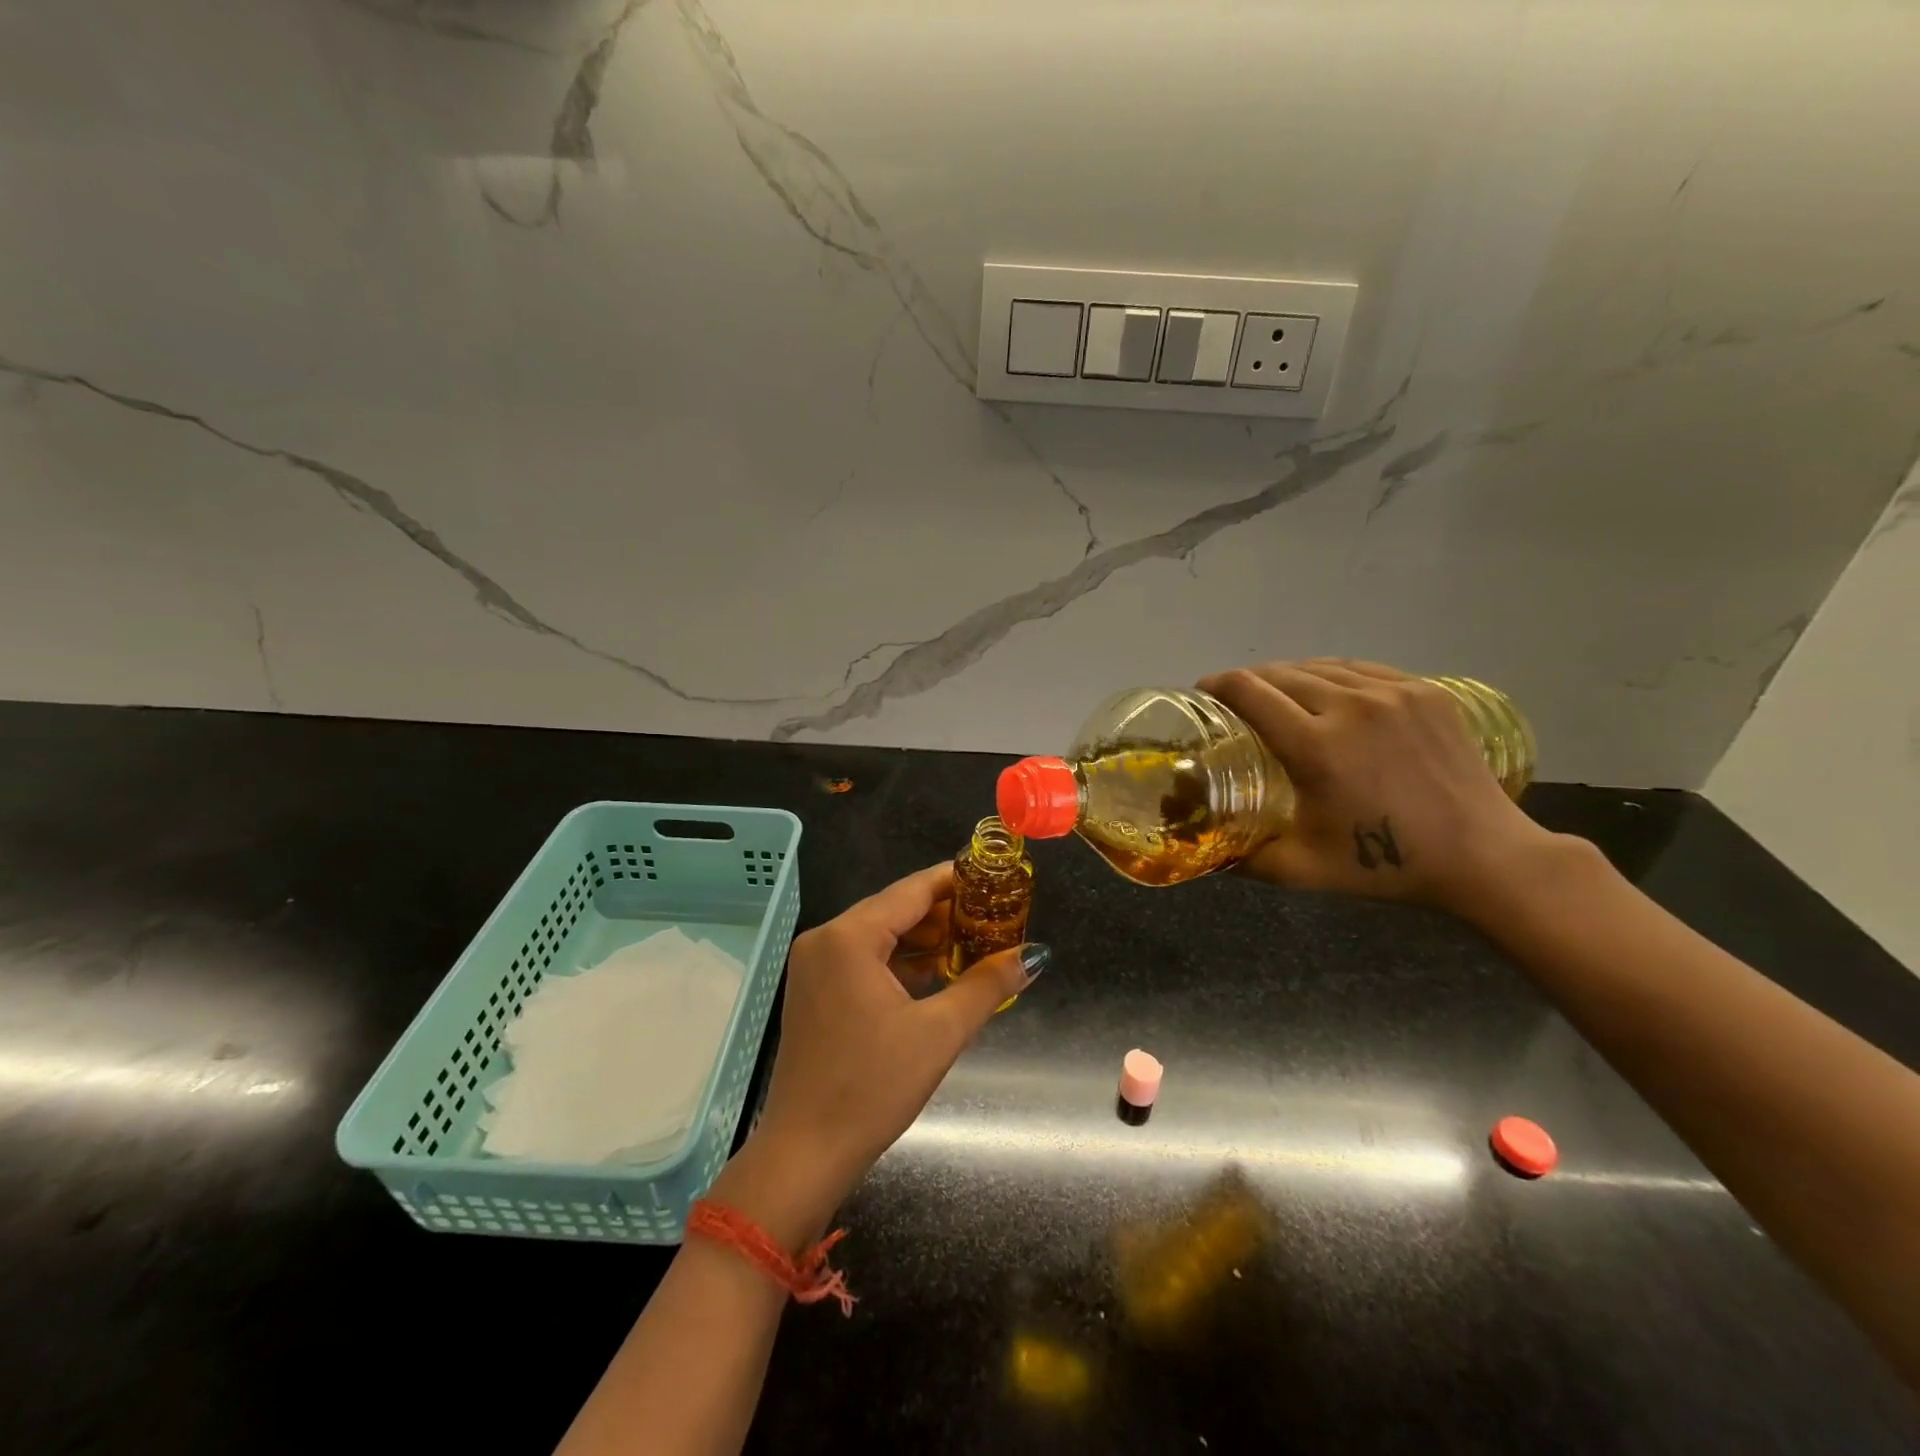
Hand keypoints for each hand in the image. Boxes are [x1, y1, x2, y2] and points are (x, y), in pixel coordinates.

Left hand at [709, 864, 1043, 1246]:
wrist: (805, 1153)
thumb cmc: (872, 1087)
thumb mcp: (939, 1033)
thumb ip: (987, 985)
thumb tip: (1034, 955)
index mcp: (849, 937)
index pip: (912, 890)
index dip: (956, 881)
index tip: (995, 879)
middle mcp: (826, 938)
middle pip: (895, 908)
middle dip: (944, 913)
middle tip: (993, 917)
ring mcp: (814, 964)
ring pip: (880, 934)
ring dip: (923, 939)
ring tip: (973, 943)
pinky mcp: (814, 989)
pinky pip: (864, 958)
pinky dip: (899, 961)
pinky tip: (936, 972)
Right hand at [1198, 658, 1561, 918]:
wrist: (1483, 857)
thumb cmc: (1386, 865)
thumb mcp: (1302, 870)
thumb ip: (1244, 859)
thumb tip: (1205, 850)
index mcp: (1316, 746)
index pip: (1250, 692)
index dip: (1217, 686)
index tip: (1202, 694)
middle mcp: (1351, 706)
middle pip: (1280, 673)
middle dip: (1248, 682)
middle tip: (1235, 703)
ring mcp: (1394, 693)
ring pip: (1320, 666)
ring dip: (1288, 676)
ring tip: (1277, 695)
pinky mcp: (1425, 691)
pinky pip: (1361, 669)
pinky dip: (1331, 676)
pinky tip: (1327, 692)